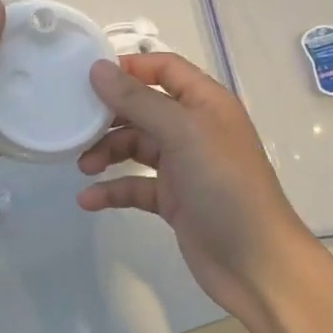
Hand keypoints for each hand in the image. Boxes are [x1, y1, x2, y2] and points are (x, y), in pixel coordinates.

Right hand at [77, 52, 320, 329]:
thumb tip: (98, 68)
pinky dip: (112, 190)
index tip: (90, 75)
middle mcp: (194, 129)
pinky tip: (88, 200)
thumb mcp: (182, 133)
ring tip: (82, 165)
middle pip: (144, 107)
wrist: (257, 264)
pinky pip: (135, 185)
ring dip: (107, 152)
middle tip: (75, 121)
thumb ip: (137, 100)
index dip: (130, 67)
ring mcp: (184, 166)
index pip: (165, 68)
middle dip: (110, 113)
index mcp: (205, 104)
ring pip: (136, 146)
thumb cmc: (225, 185)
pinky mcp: (174, 200)